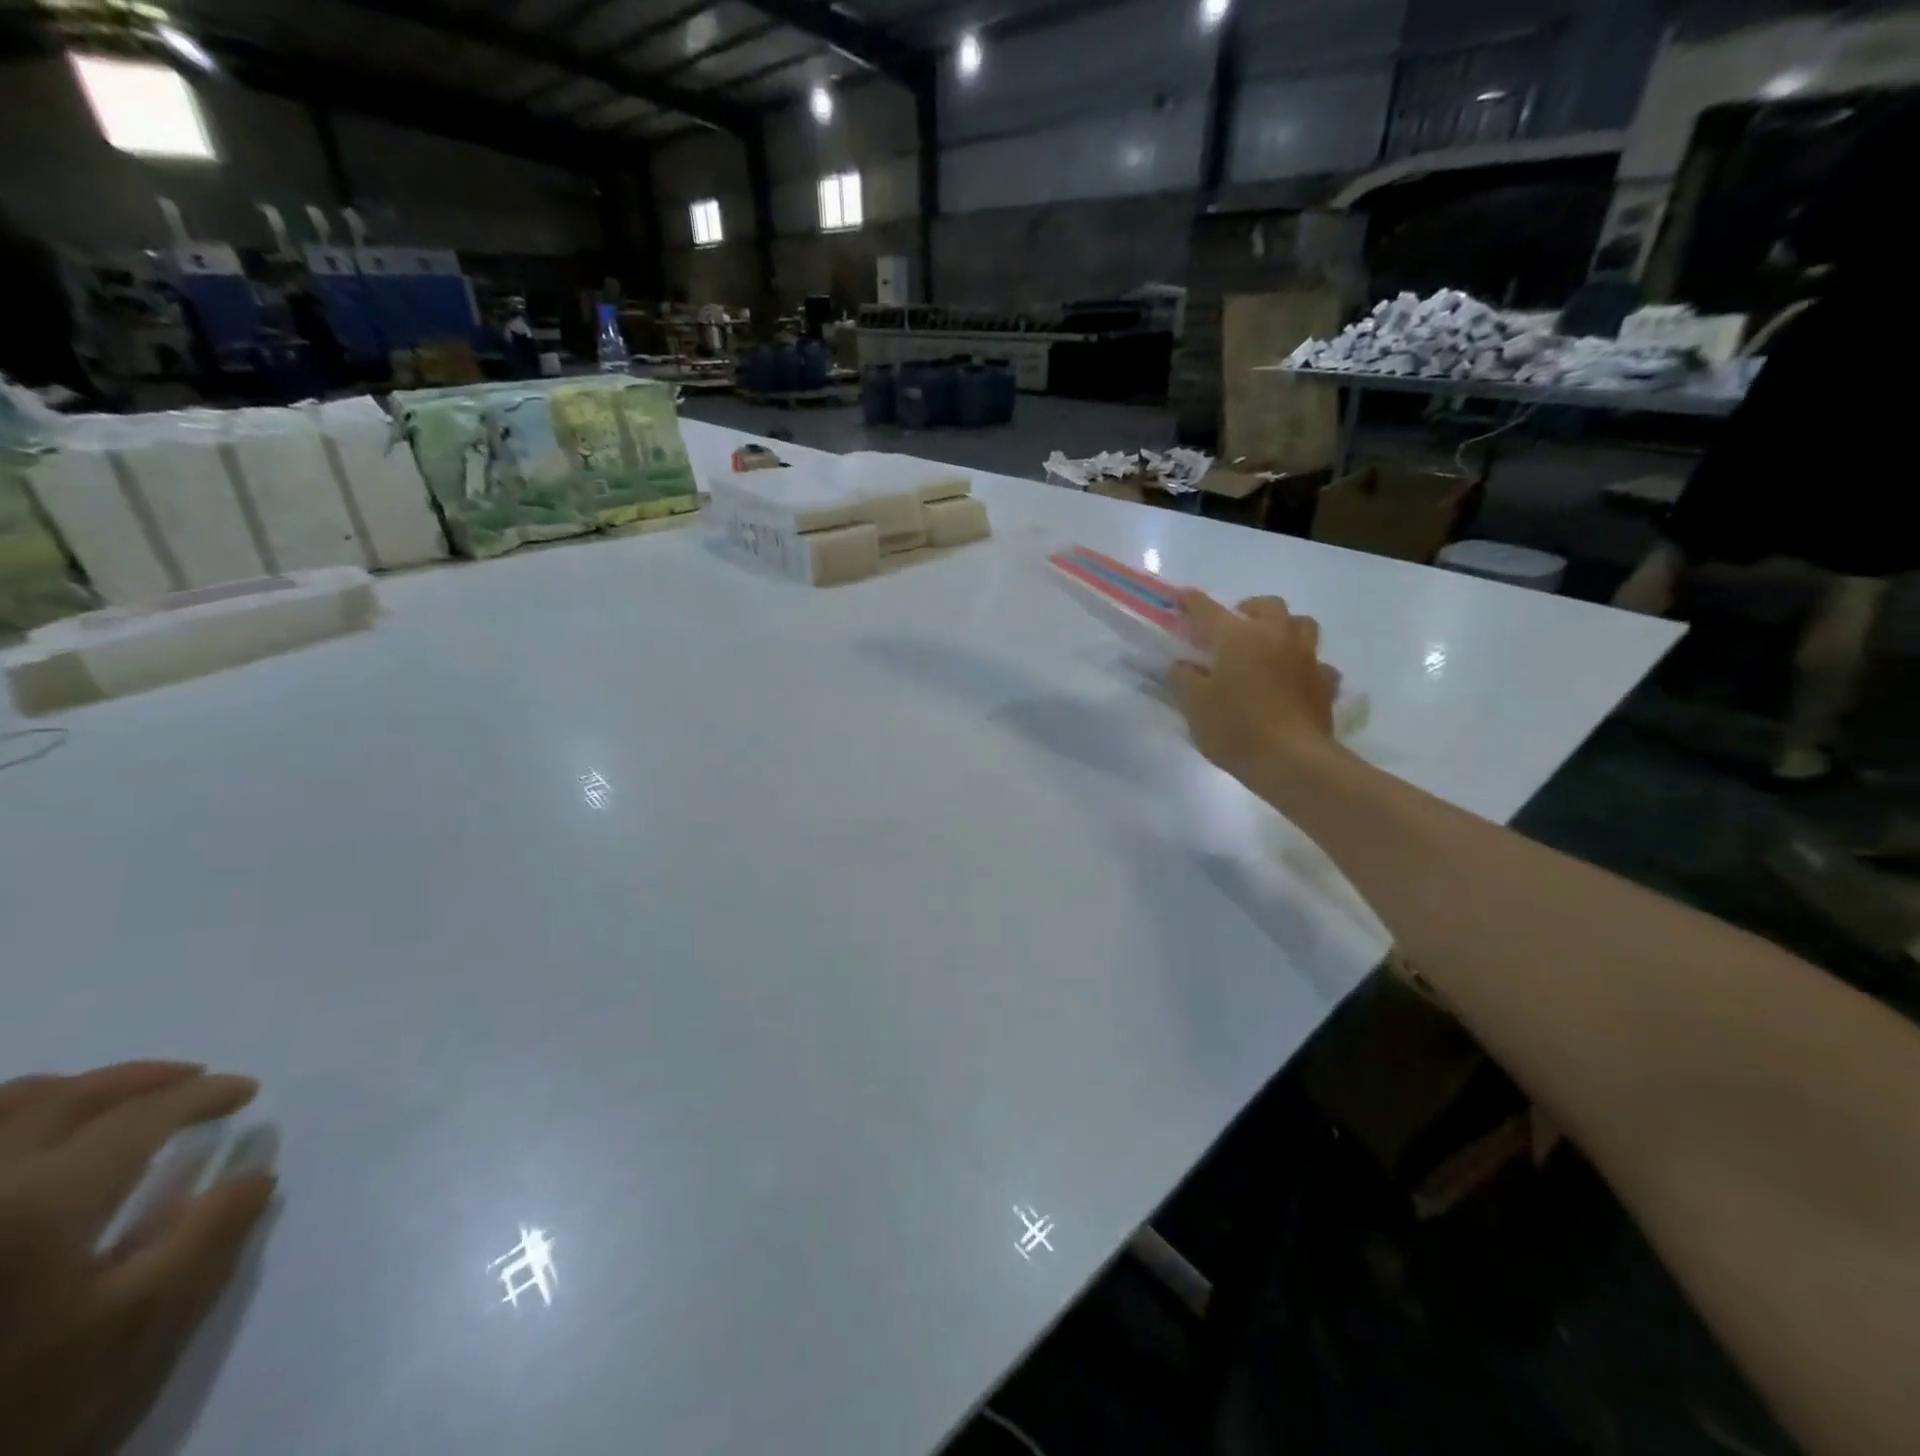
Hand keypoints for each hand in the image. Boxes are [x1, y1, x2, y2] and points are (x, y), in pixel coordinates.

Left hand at [0, 1062, 272, 1455]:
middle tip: (194, 1079)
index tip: (246, 1091)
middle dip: (141, 1080)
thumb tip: (257, 1174)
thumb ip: (205, 1241)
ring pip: (4, 1111)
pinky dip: (17, 1122)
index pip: (141, 1117)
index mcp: (44, 1200)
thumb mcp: (131, 1330)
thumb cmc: (22, 1400)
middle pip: (64, 1099)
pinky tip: (41, 1138)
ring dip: (72, 1093)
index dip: (202, 1096)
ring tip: (117, 1102)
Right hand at [1166, 591, 1338, 791]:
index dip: (1191, 602)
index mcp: (1238, 638)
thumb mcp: (1193, 705)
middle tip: (1234, 626)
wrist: (1292, 761)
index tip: (1181, 597)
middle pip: (1267, 606)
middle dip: (1249, 609)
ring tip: (1269, 646)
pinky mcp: (1325, 684)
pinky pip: (1318, 664)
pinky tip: (1294, 681)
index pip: (1208, 610)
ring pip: (1301, 625)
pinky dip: (1305, 666)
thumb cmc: (1235, 728)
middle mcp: (1276, 637)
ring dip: (1284, 628)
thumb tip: (1182, 665)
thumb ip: (1182, 678)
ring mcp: (1306, 659)